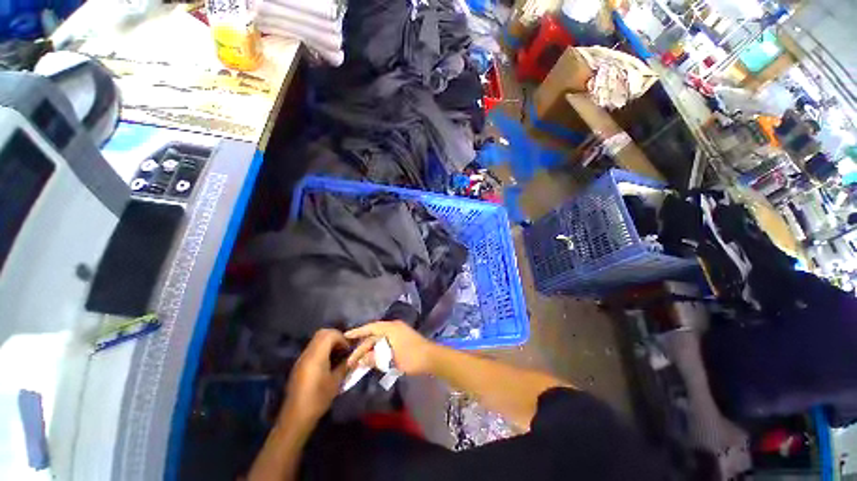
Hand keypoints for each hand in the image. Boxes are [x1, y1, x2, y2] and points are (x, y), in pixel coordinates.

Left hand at [282, 329, 348, 426]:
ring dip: (329, 343)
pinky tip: (328, 363)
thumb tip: (355, 356)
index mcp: (316, 356)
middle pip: (322, 334)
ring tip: (338, 355)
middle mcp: (307, 354)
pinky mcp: (300, 365)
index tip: (348, 349)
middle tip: (344, 348)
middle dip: (336, 337)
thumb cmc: (318, 399)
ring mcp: (302, 359)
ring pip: (317, 341)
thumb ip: (345, 365)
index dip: (342, 338)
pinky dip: (322, 350)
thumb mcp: (336, 382)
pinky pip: (313, 349)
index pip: (330, 334)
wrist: (295, 417)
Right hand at [345, 321, 438, 375]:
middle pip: (374, 336)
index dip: (357, 332)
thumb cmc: (411, 357)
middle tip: (350, 361)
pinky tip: (372, 359)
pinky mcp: (401, 339)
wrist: (431, 357)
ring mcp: (398, 333)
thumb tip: (361, 359)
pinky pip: (385, 343)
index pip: (370, 328)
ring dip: (369, 350)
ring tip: (359, 362)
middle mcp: (393, 327)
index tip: (346, 335)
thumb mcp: (391, 359)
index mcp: (391, 328)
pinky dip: (378, 350)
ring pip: (379, 340)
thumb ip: (375, 358)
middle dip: (362, 348)